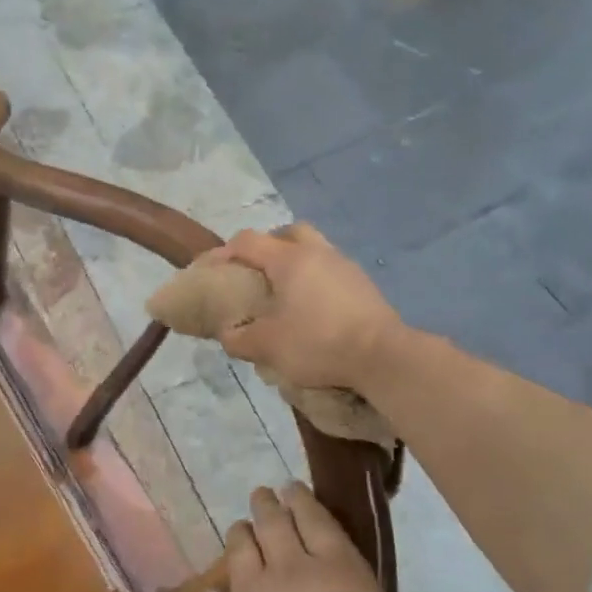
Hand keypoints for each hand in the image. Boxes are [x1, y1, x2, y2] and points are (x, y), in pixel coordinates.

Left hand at [191, 483, 441, 591]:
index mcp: (340, 573)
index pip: (318, 521)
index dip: (305, 501)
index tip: (293, 488)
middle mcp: (288, 571)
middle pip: (273, 524)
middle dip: (268, 505)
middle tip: (264, 495)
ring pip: (240, 550)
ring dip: (241, 534)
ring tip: (241, 527)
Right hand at [210, 225, 406, 395]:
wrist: (384, 357)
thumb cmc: (318, 343)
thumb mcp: (267, 346)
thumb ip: (239, 338)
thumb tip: (228, 333)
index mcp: (289, 259)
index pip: (247, 241)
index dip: (222, 253)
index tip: (207, 271)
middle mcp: (318, 253)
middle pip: (287, 233)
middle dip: (266, 247)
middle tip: (254, 272)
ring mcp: (345, 267)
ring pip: (313, 250)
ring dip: (294, 264)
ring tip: (283, 293)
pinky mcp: (364, 286)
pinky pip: (330, 271)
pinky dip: (314, 281)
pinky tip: (311, 308)